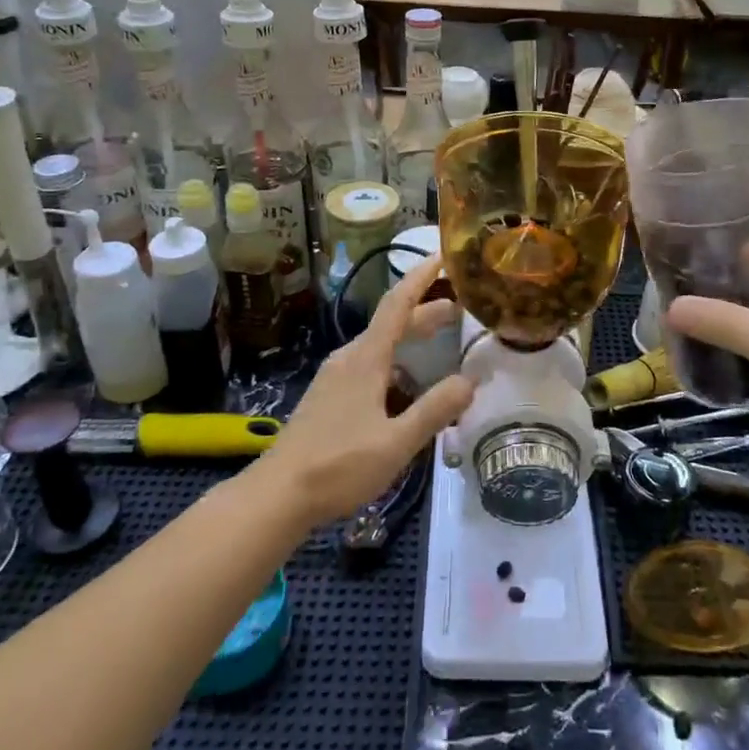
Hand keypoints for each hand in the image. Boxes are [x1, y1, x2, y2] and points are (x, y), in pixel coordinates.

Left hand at [260, 254, 474, 522]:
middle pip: (392, 322)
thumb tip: (470, 381)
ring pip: (381, 345)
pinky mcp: (330, 396)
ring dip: (412, 338)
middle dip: (427, 310)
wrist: (278, 494)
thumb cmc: (338, 466)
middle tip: (462, 307)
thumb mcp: (396, 443)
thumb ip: (435, 410)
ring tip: (442, 342)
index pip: (398, 304)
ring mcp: (336, 377)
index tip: (444, 255)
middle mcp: (349, 358)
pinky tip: (409, 387)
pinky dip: (397, 362)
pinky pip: (370, 365)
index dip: (422, 277)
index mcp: (366, 359)